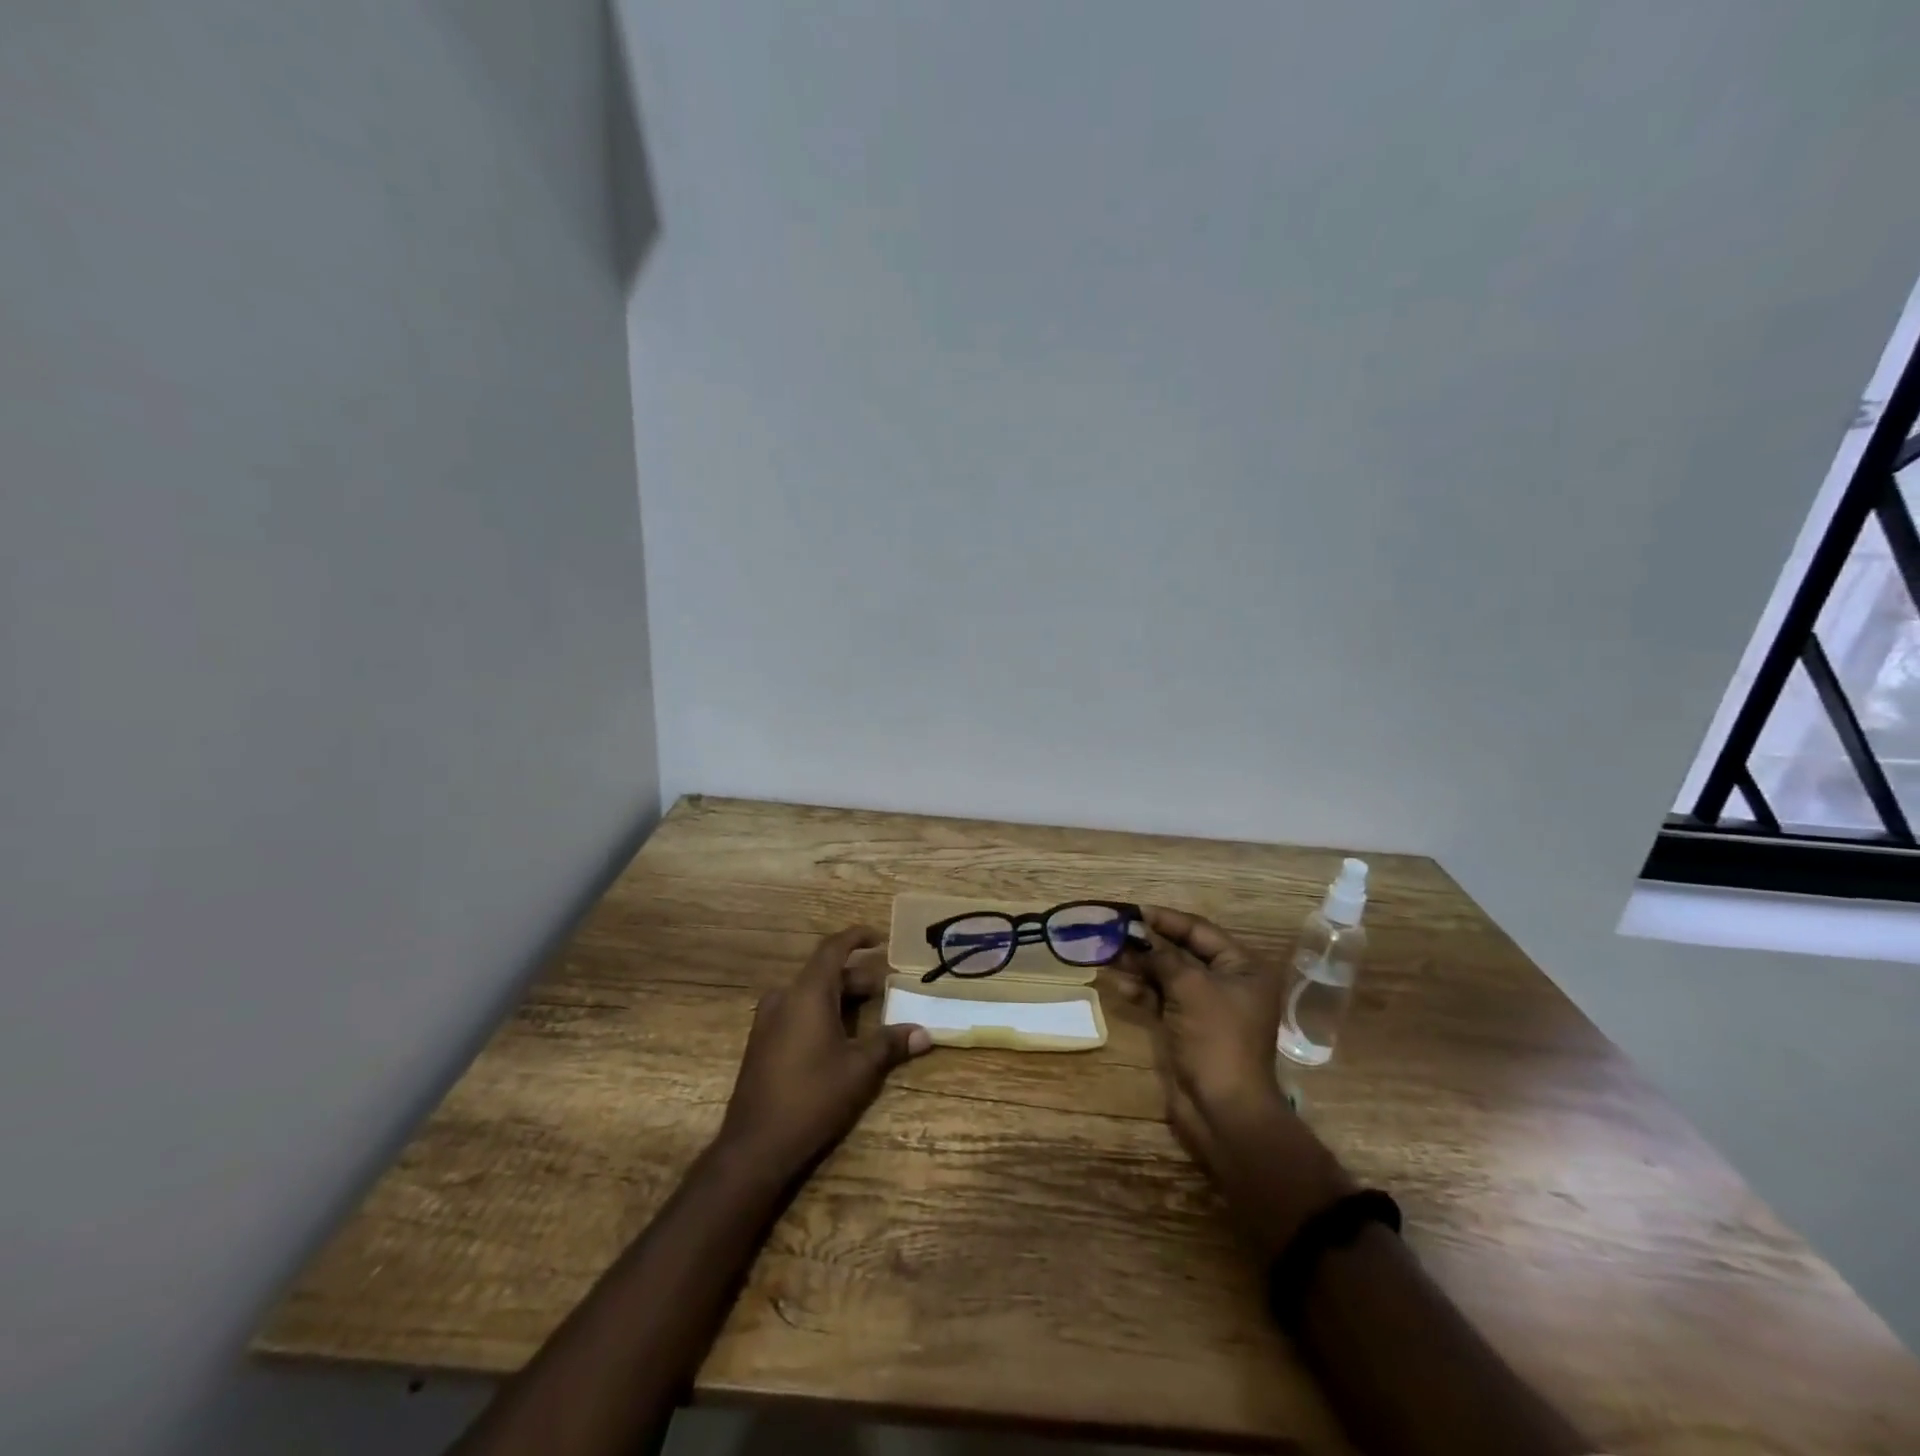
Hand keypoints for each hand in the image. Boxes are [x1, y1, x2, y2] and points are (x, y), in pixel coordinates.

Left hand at [717, 926, 932, 1179]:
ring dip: (839, 995)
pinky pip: (796, 1010)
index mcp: (807, 993)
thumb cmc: (812, 1098)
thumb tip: (925, 1033)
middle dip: (856, 976)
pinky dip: (821, 1011)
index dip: (857, 937)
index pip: (833, 948)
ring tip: (868, 1011)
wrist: (754, 1146)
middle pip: (824, 972)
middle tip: (886, 987)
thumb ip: (890, 1044)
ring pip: (809, 993)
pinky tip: (839, 1036)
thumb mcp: (860, 1070)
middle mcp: (784, 997)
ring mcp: (768, 1020)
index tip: (881, 937)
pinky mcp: (762, 1042)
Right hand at [1119, 906, 1352, 1255]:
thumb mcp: (1189, 987)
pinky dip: (1143, 991)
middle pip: (1182, 952)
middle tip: (1113, 934)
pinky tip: (1120, 985)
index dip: (1166, 920)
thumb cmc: (1215, 1039)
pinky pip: (1163, 999)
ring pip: (1168, 976)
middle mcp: (1228, 982)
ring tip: (1109, 958)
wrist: (1223, 1110)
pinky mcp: (1188, 1028)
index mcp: (1243, 967)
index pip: (1200, 931)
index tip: (1133, 911)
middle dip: (1148, 944)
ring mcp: (1207, 1007)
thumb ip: (1163, 955)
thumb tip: (1139, 932)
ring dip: (1141, 967)